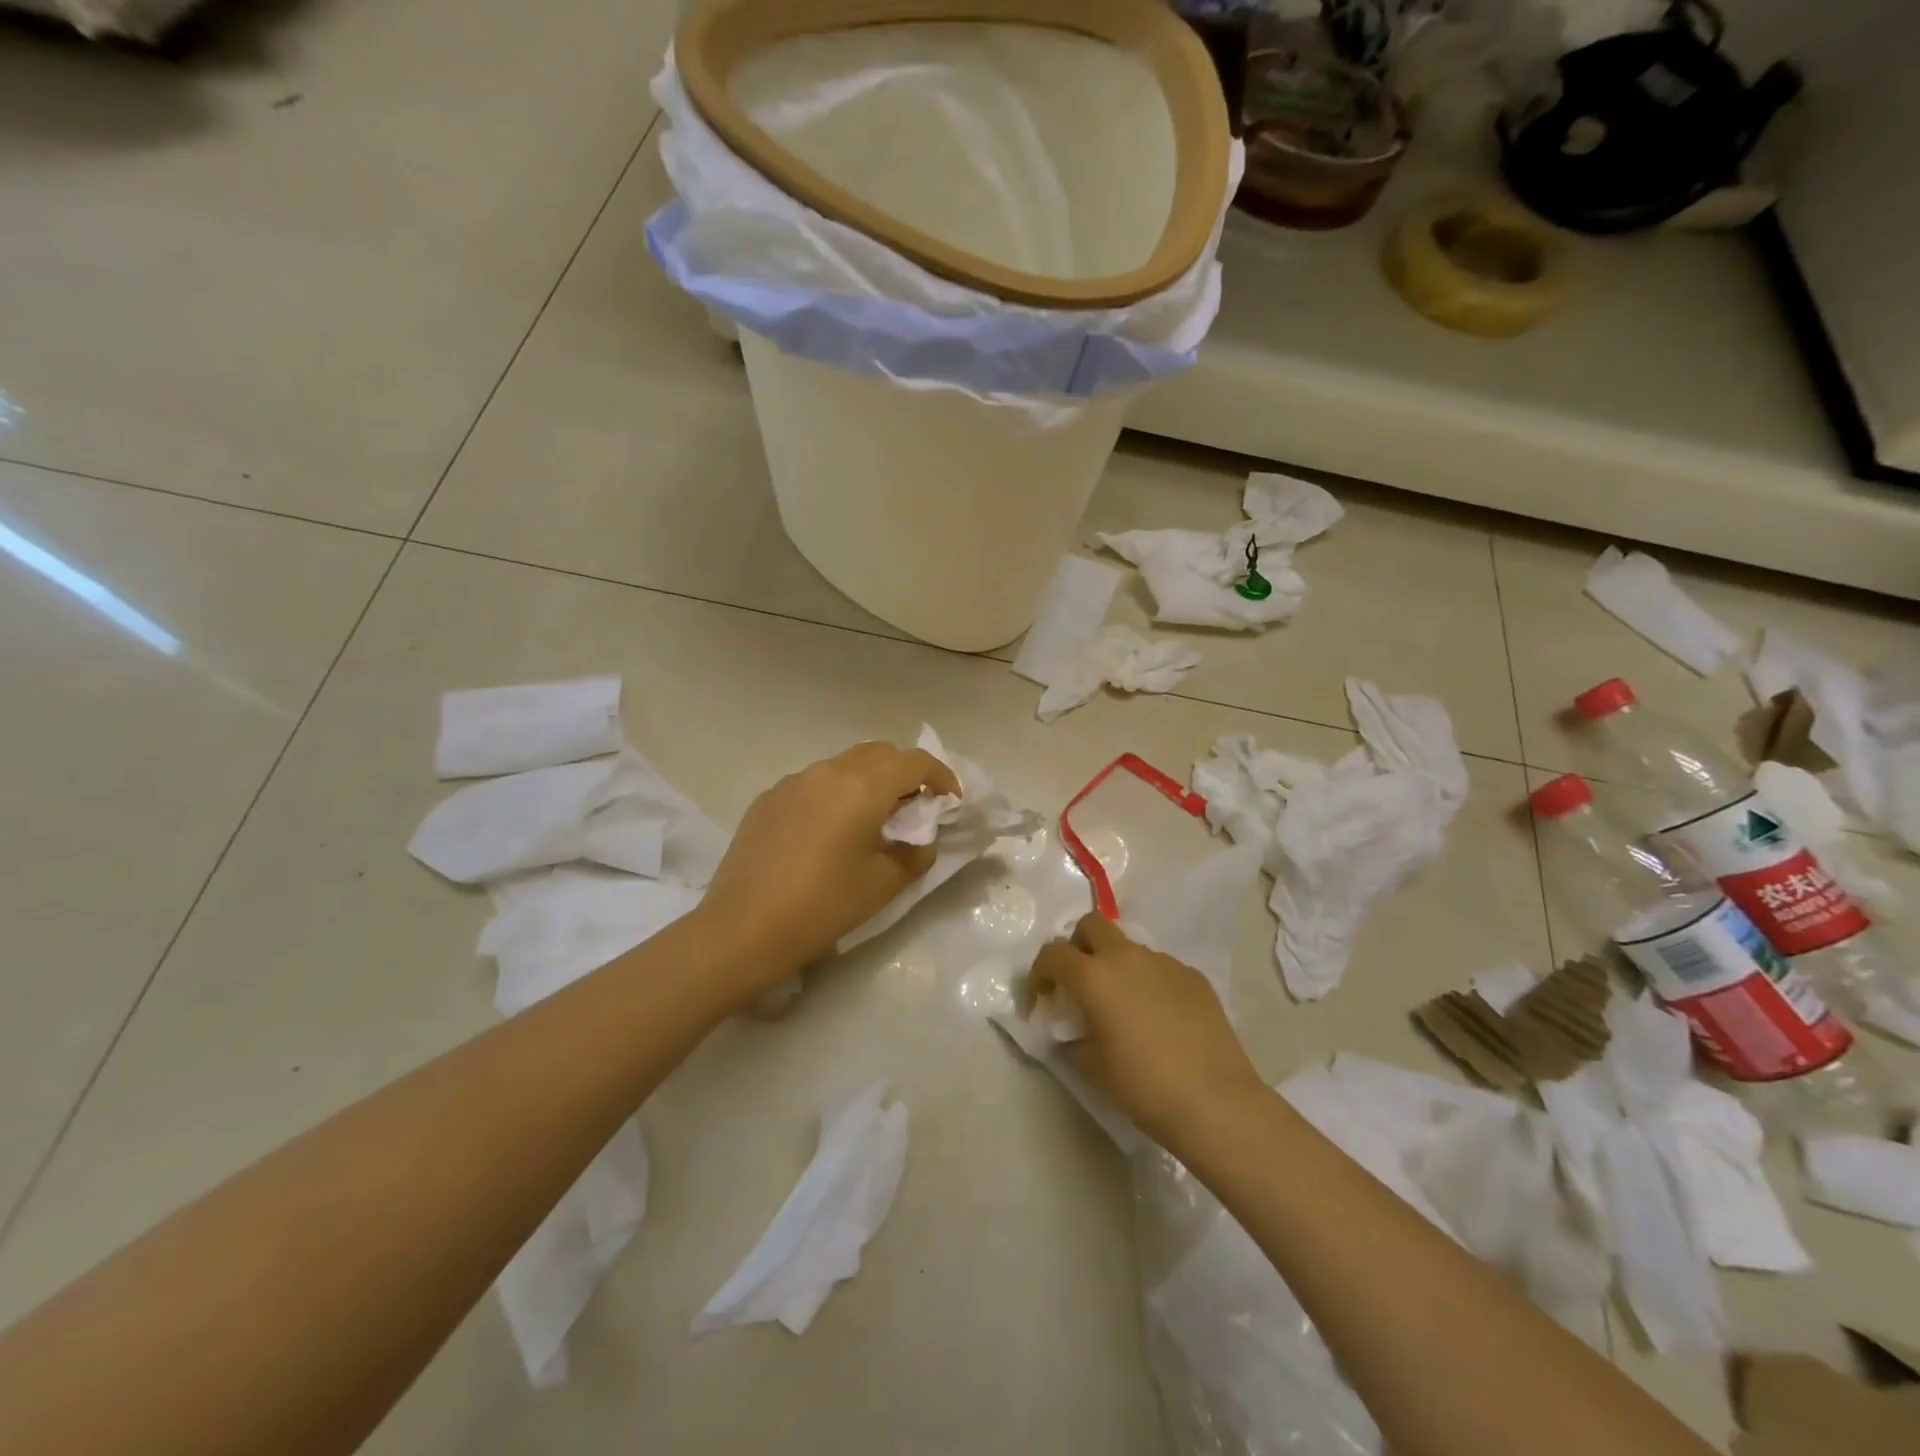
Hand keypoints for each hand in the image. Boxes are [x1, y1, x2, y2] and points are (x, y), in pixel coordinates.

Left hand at [699, 740, 960, 987]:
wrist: (742, 929)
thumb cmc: (822, 906)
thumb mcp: (883, 884)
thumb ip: (915, 853)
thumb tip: (920, 839)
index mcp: (861, 787)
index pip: (914, 761)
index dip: (941, 776)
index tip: (950, 801)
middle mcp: (827, 772)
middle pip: (879, 753)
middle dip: (905, 773)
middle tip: (915, 808)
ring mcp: (792, 782)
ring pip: (844, 765)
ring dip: (869, 781)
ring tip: (872, 820)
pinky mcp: (768, 799)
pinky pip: (814, 783)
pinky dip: (836, 794)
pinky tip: (829, 833)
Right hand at [1028, 914, 1264, 1149]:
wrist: (1215, 1101)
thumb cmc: (1143, 1085)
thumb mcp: (1092, 1066)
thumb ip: (1072, 1038)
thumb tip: (1071, 1032)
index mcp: (1094, 976)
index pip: (1052, 954)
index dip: (1038, 974)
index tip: (1040, 999)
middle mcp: (1127, 957)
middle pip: (1092, 925)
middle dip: (1078, 946)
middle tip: (1079, 983)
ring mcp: (1165, 963)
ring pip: (1129, 947)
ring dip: (1116, 965)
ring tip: (1123, 1006)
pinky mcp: (1194, 976)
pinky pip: (1160, 968)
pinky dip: (1148, 982)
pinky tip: (1159, 1019)